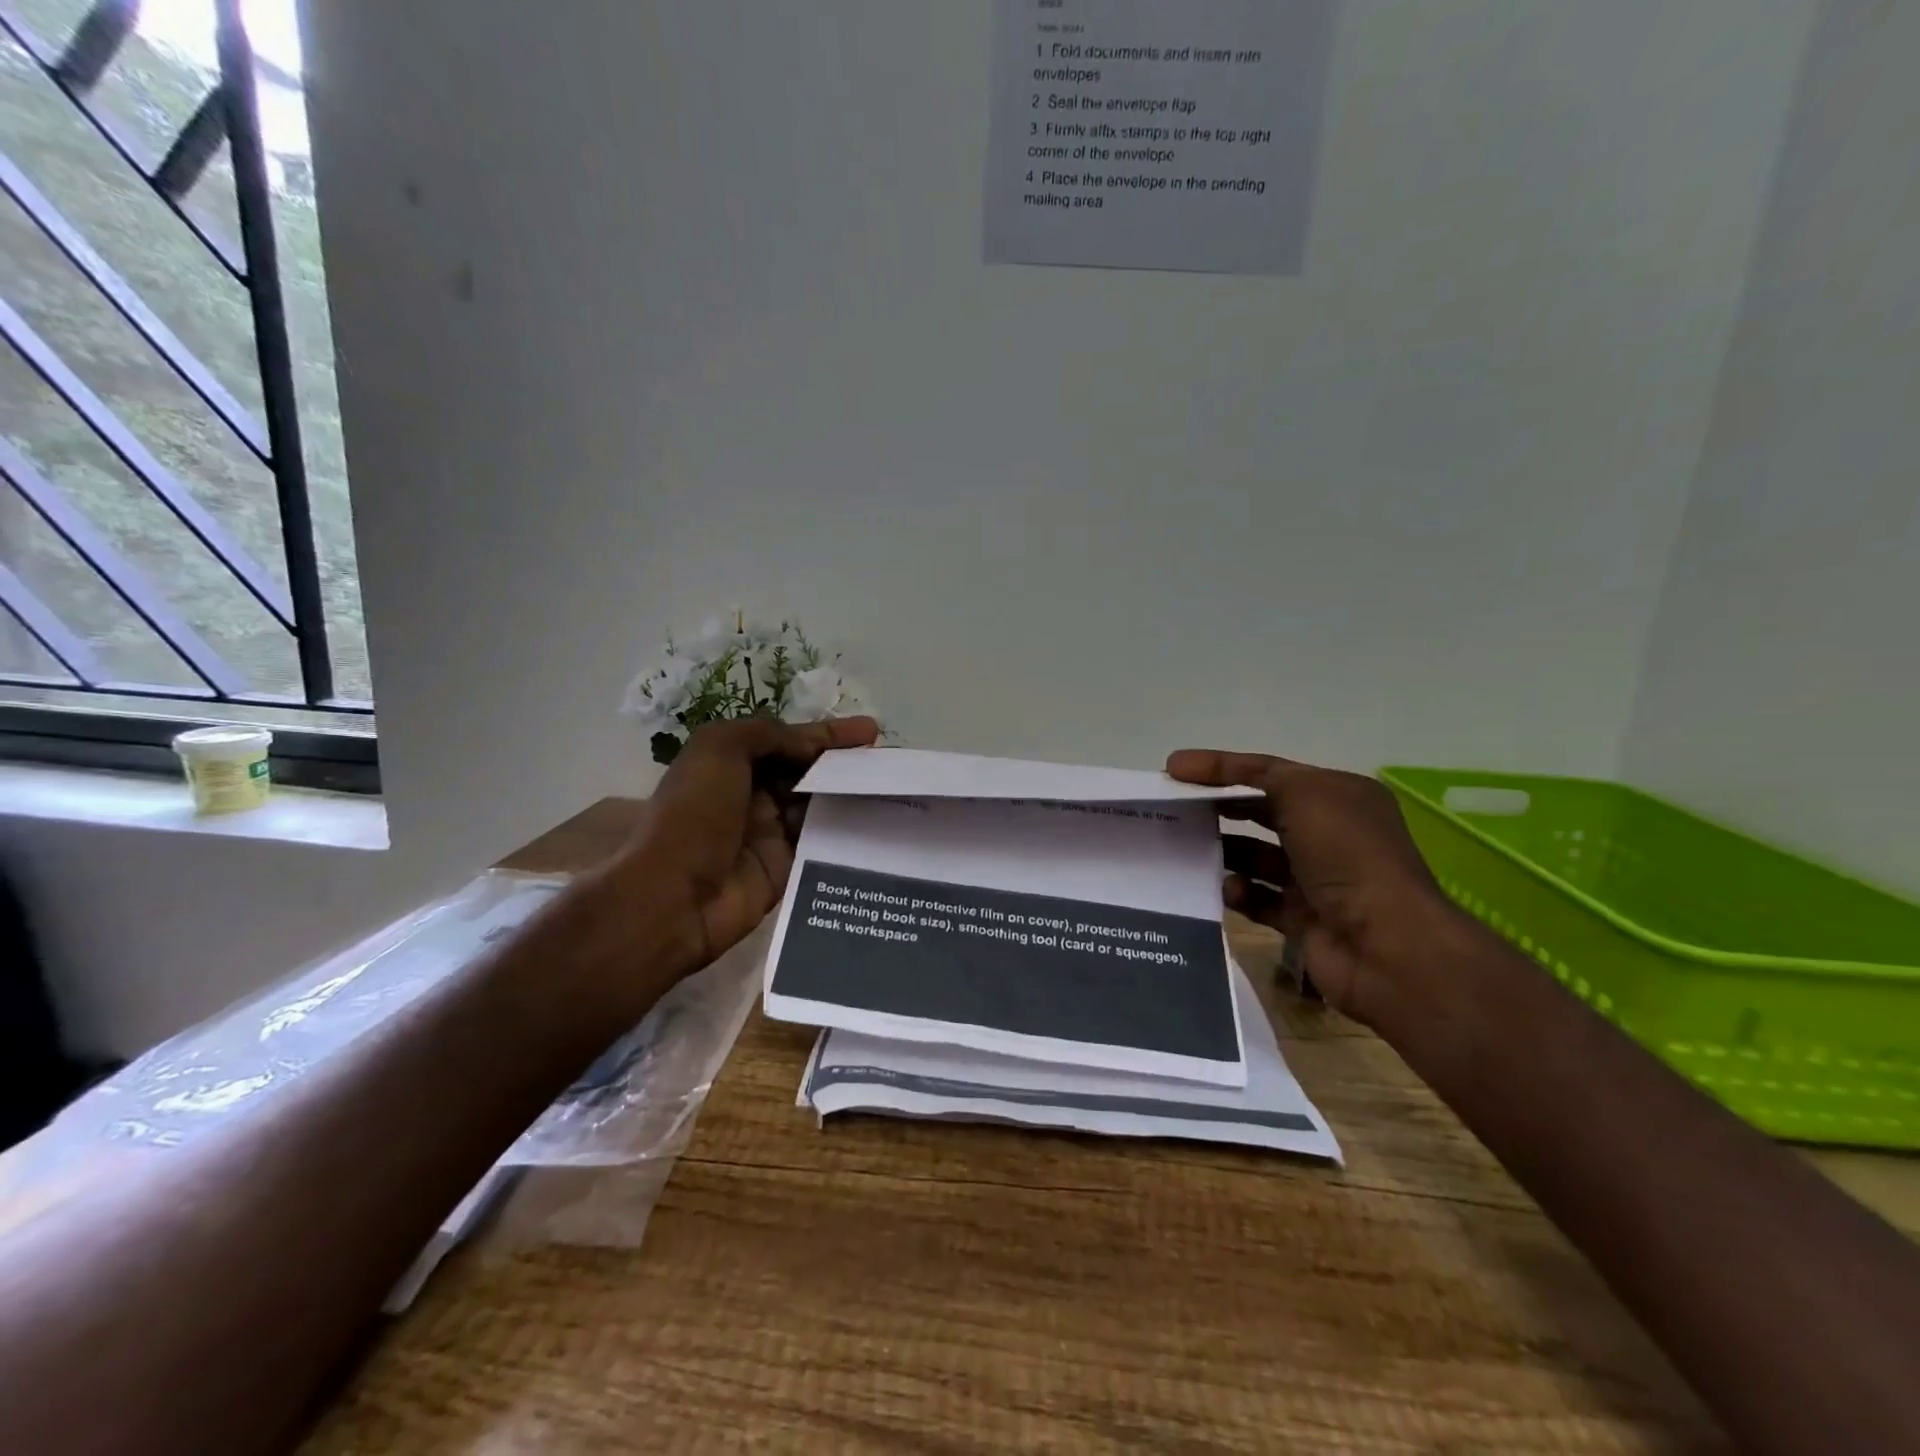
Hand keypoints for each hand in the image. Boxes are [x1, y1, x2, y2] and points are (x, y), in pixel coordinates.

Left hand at [602, 716, 879, 982]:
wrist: (674, 897)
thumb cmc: (694, 814)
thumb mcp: (720, 749)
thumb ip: (769, 735)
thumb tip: (812, 745)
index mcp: (732, 763)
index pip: (789, 741)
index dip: (828, 735)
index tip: (871, 732)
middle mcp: (753, 794)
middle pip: (808, 772)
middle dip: (845, 764)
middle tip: (888, 763)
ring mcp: (770, 832)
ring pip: (820, 806)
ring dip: (852, 795)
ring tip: (893, 788)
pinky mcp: (786, 867)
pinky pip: (823, 843)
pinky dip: (848, 831)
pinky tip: (880, 822)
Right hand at [1165, 749, 1465, 1027]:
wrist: (1387, 947)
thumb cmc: (1347, 856)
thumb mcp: (1305, 794)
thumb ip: (1254, 775)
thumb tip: (1201, 772)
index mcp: (1337, 796)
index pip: (1268, 771)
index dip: (1219, 766)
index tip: (1171, 769)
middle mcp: (1329, 834)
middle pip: (1260, 812)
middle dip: (1218, 808)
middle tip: (1172, 809)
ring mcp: (1316, 880)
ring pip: (1255, 857)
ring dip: (1223, 852)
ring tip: (1185, 850)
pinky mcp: (1303, 920)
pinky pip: (1258, 899)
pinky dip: (1237, 893)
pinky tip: (1221, 890)